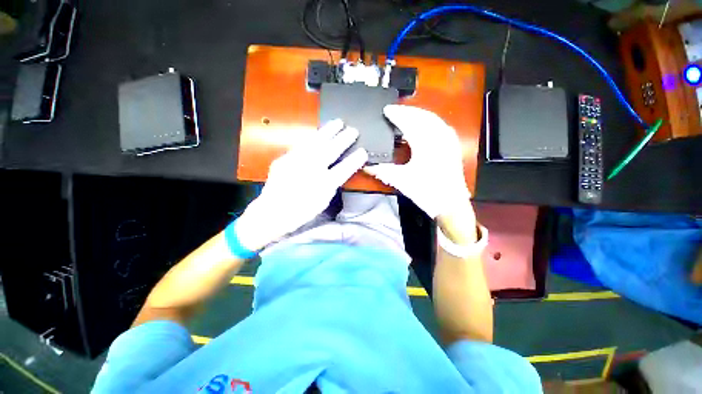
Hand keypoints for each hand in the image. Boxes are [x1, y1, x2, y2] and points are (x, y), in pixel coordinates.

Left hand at [236, 119, 367, 250]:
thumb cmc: (302, 211)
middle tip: (353, 130)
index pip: (344, 168)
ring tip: (338, 122)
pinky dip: (313, 137)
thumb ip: (332, 184)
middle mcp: (312, 170)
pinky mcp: (286, 158)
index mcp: (324, 184)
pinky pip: (302, 144)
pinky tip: (318, 132)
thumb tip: (338, 172)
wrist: (273, 212)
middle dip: (344, 139)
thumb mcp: (323, 201)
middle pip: (332, 150)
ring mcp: (298, 162)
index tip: (363, 151)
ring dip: (329, 131)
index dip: (355, 159)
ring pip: (316, 142)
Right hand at [364, 105, 476, 242]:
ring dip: (418, 113)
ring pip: (432, 118)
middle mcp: (439, 137)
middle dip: (407, 111)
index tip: (386, 110)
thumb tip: (365, 167)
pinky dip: (429, 120)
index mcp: (425, 143)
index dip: (396, 114)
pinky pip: (440, 125)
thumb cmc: (426, 192)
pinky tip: (424, 124)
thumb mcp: (401, 181)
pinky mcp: (452, 145)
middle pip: (421, 116)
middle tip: (394, 110)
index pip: (409, 122)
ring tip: (406, 114)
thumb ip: (382, 171)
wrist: (451, 204)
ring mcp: (448, 140)